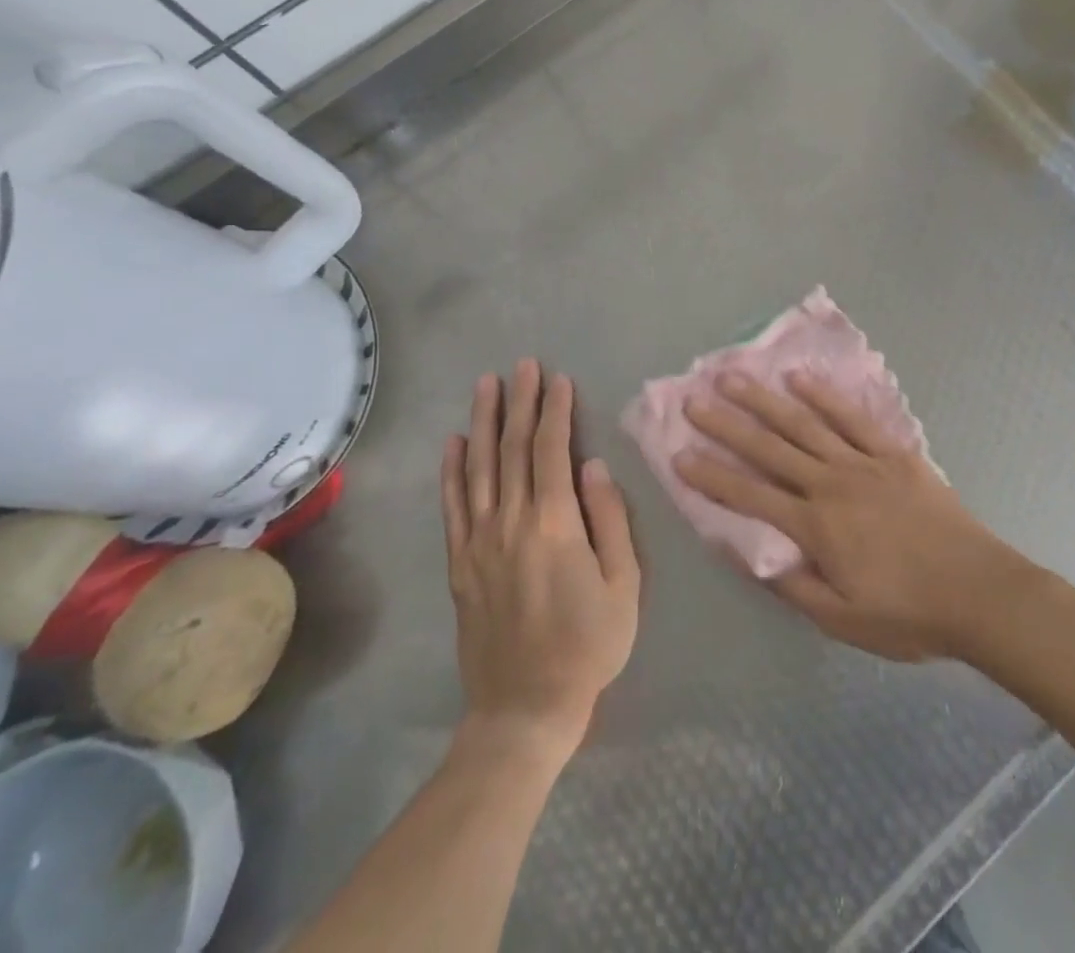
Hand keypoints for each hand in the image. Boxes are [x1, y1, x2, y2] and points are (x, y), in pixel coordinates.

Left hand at [443, 361, 639, 758]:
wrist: (524, 709)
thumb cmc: (588, 645)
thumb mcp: (623, 584)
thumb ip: (610, 519)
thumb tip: (592, 466)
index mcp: (554, 524)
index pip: (551, 451)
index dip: (555, 411)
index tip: (559, 379)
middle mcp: (510, 522)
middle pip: (513, 449)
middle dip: (520, 402)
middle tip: (523, 365)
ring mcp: (478, 542)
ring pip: (479, 468)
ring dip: (483, 422)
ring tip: (486, 385)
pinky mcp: (460, 564)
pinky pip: (452, 506)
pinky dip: (451, 470)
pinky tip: (454, 442)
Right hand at [677, 372, 1031, 661]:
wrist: (978, 592)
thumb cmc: (908, 614)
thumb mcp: (842, 620)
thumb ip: (792, 585)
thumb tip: (746, 554)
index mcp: (815, 526)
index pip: (750, 496)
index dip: (712, 476)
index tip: (679, 454)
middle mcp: (831, 484)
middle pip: (770, 448)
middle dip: (727, 424)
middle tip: (694, 400)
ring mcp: (863, 462)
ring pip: (804, 423)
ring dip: (765, 399)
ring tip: (733, 376)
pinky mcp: (893, 452)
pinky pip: (852, 417)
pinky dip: (824, 395)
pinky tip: (800, 378)